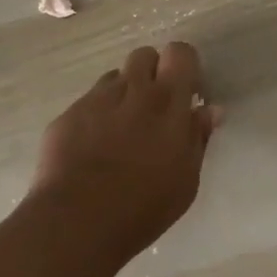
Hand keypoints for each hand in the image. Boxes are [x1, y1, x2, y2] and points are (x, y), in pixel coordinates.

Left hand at [29, 42, 220, 261]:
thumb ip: (198, 137)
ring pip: (114, 78)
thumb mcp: (186, 179)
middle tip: (153, 108)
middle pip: (144, 55)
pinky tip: (92, 149)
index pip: (180, 52)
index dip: (184, 66)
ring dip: (123, 94)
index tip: (186, 93)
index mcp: (168, 101)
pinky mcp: (67, 116)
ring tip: (120, 130)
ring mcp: (95, 100)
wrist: (76, 223)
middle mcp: (132, 89)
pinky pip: (87, 103)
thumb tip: (209, 110)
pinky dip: (95, 117)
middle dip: (152, 73)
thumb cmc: (143, 206)